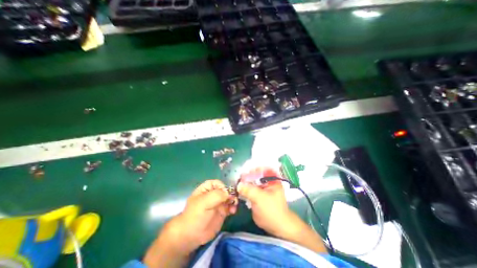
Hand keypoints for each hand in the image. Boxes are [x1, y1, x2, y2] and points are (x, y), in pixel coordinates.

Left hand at [142, 180, 236, 267]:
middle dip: (231, 194)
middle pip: (226, 190)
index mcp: (207, 188)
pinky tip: (233, 211)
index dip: (224, 187)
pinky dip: (233, 207)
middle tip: (234, 200)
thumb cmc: (196, 215)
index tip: (227, 194)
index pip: (219, 183)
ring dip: (233, 200)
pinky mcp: (222, 211)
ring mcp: (218, 203)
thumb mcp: (205, 202)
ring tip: (234, 206)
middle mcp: (214, 194)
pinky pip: (230, 206)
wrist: (191, 235)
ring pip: (229, 198)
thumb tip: (230, 193)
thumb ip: (218, 195)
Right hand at [238, 166, 292, 237]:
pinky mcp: (258, 195)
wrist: (277, 227)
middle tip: (239, 178)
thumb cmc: (271, 210)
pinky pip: (251, 189)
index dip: (253, 168)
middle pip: (256, 174)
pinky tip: (239, 189)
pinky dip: (245, 189)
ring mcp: (262, 188)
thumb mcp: (260, 198)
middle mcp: (267, 182)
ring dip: (245, 182)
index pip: (262, 168)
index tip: (244, 172)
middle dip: (247, 175)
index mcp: (272, 179)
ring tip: (237, 183)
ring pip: (252, 182)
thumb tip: (238, 185)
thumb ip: (249, 190)